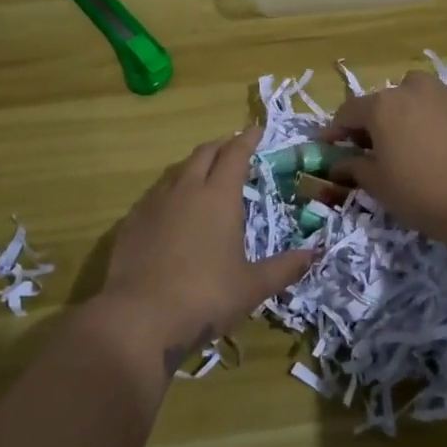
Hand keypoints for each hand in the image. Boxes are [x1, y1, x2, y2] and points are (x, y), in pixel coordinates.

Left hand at [100, 128, 313, 369]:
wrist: (138, 317)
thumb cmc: (204, 297)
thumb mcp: (251, 287)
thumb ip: (284, 268)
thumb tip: (315, 254)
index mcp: (218, 196)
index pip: (235, 154)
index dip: (248, 139)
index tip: (258, 130)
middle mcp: (185, 189)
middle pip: (205, 153)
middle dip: (222, 145)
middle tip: (234, 148)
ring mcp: (154, 203)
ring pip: (177, 170)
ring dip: (195, 166)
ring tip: (205, 176)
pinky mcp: (131, 221)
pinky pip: (156, 194)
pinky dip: (172, 191)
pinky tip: (173, 210)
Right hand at [325, 72, 446, 243]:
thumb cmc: (421, 194)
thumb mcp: (378, 186)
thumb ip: (354, 168)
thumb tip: (337, 164)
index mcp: (381, 107)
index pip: (348, 112)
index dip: (336, 130)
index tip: (330, 146)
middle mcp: (411, 90)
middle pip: (384, 100)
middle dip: (376, 120)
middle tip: (376, 148)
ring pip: (420, 87)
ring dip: (413, 103)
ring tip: (416, 130)